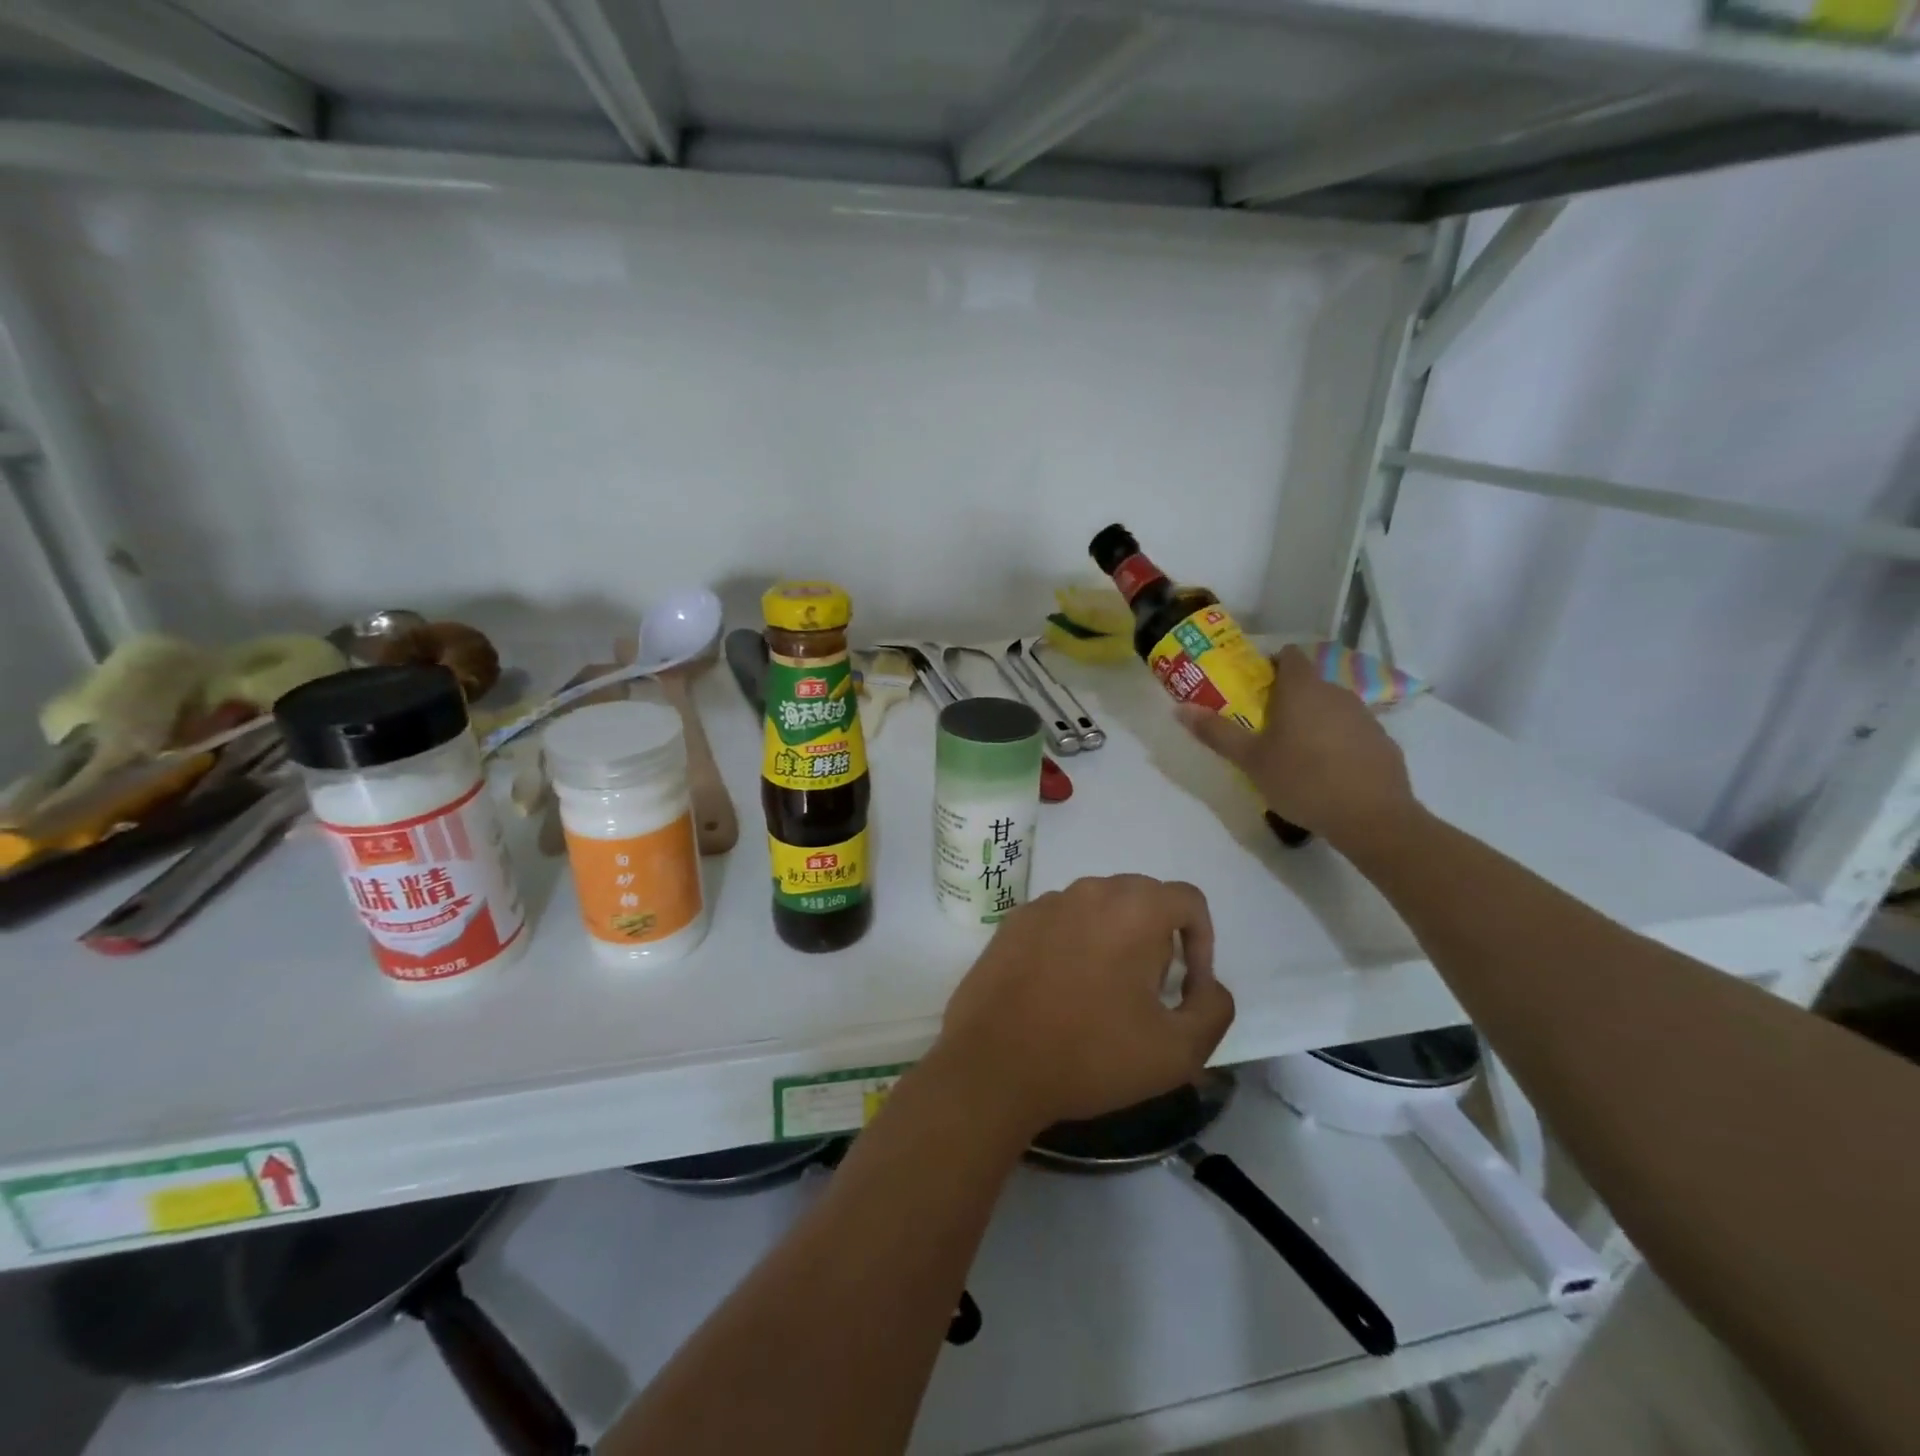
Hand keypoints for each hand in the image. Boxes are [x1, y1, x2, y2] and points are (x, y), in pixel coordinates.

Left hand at [935, 876, 1234, 1133]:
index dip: (1201, 940)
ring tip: (1101, 992)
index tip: (1187, 984)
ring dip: (1113, 938)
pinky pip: (1060, 920)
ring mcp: (1045, 903)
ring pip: (1097, 907)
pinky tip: (1059, 988)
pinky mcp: (1012, 921)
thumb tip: (1206, 984)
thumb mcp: (1178, 1051)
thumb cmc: (1091, 1055)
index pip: (1187, 899)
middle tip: (1146, 991)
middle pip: (1141, 898)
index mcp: (1133, 909)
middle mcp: (1088, 891)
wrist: (993, 1065)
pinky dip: (1072, 942)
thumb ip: (1214, 1008)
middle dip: (1156, 937)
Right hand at [1178, 645, 1416, 850]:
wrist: (1371, 817)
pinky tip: (1328, 771)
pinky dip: (1338, 741)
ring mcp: (1364, 716)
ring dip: (1314, 720)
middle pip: (1309, 683)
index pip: (1289, 656)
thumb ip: (1216, 732)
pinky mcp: (1382, 741)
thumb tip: (1180, 708)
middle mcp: (1336, 692)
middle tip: (1265, 727)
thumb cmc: (1302, 781)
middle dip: (1288, 698)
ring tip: (1296, 753)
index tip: (1254, 689)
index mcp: (1301, 689)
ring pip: (1331, 707)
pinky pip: (1352, 731)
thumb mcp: (1250, 760)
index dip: (1271, 665)